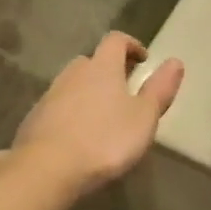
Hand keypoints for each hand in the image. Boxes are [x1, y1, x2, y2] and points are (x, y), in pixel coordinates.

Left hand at [4, 32, 183, 198]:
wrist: (47, 168)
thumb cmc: (105, 140)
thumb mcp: (144, 117)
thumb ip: (159, 89)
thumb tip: (175, 61)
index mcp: (102, 68)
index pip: (116, 41)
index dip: (131, 45)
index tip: (143, 59)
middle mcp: (74, 74)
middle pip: (91, 61)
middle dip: (108, 70)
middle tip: (124, 89)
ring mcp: (50, 95)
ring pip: (72, 84)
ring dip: (88, 91)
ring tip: (102, 115)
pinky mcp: (35, 119)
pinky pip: (57, 107)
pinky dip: (70, 112)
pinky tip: (78, 135)